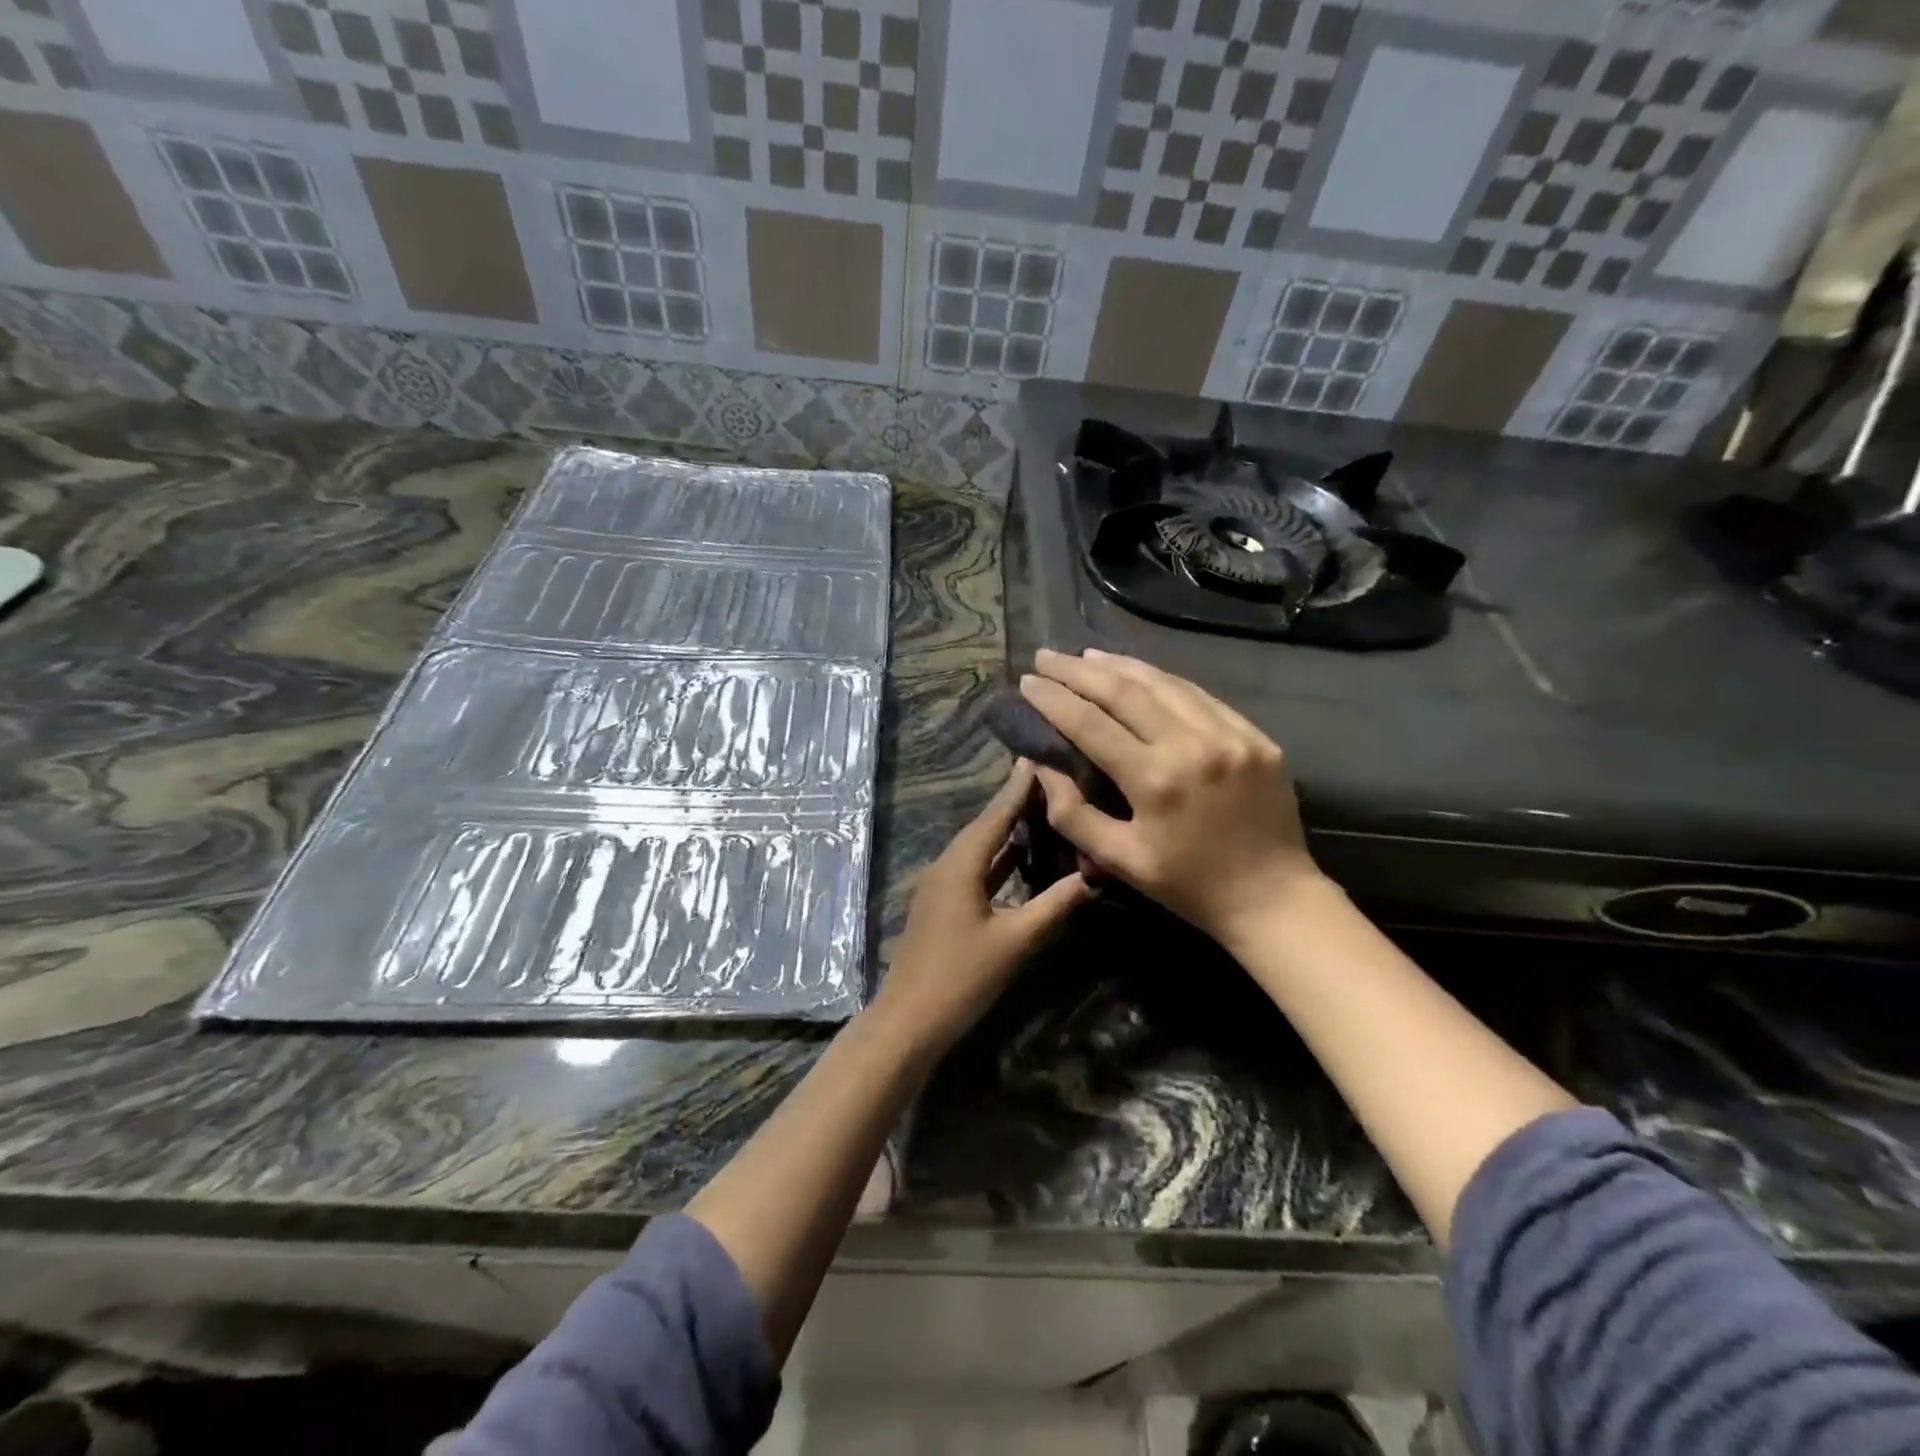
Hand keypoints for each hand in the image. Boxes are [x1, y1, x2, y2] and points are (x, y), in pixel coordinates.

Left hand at [872, 760, 1091, 1056]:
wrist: (909, 1019)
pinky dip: (998, 857)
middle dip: (1015, 801)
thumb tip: (1093, 876)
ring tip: (1041, 807)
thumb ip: (1054, 905)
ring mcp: (941, 885)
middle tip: (1049, 776)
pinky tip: (1020, 856)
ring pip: (979, 847)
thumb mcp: (1015, 941)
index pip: (996, 814)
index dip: (1018, 786)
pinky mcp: (942, 904)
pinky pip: (974, 867)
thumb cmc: (962, 977)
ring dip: (1006, 829)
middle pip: (985, 825)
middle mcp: (947, 864)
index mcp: (961, 864)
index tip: (1039, 754)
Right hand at [1018, 648, 1325, 946]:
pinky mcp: (1255, 736)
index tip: (1027, 681)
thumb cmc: (1187, 886)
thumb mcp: (1119, 860)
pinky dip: (1164, 680)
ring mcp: (1230, 736)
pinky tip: (1141, 673)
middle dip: (1079, 671)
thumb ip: (1073, 813)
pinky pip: (1200, 695)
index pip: (1091, 725)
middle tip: (1047, 656)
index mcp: (1155, 782)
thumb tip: (1042, 765)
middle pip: (1125, 692)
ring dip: (1120, 665)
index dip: (1054, 699)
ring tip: (1086, 656)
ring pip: (1164, 683)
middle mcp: (1192, 746)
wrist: (1273, 898)